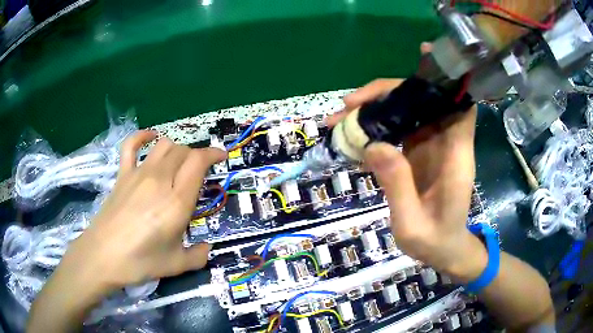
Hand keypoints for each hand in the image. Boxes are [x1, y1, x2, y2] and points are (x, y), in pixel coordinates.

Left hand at [58, 131, 226, 289]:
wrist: (103, 255)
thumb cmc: (140, 262)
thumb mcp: (176, 265)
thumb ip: (198, 256)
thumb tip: (207, 249)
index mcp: (176, 202)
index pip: (198, 162)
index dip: (212, 154)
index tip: (221, 156)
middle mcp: (159, 180)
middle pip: (183, 152)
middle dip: (195, 156)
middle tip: (199, 171)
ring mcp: (138, 174)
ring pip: (163, 146)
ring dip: (176, 149)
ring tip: (179, 162)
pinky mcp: (122, 174)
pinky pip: (131, 145)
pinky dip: (142, 136)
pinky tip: (150, 137)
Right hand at [329, 75, 486, 281]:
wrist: (443, 251)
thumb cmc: (434, 241)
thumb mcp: (412, 223)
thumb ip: (397, 185)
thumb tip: (373, 145)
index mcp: (455, 157)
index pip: (459, 107)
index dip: (447, 80)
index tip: (424, 57)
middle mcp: (446, 144)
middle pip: (423, 102)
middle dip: (387, 93)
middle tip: (349, 103)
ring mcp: (431, 147)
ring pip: (407, 112)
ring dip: (375, 109)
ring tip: (340, 118)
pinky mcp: (418, 154)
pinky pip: (399, 129)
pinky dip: (376, 126)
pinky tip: (353, 135)